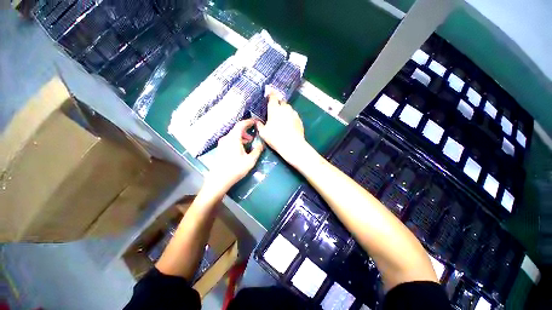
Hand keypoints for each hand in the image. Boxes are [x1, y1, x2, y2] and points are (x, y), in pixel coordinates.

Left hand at [204, 119, 263, 193]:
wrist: (219, 180)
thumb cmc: (236, 169)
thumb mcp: (250, 160)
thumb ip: (257, 150)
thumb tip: (261, 144)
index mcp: (233, 138)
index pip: (241, 124)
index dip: (249, 122)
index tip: (255, 122)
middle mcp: (226, 138)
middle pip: (237, 129)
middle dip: (246, 130)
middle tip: (254, 135)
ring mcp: (222, 143)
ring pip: (233, 135)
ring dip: (242, 136)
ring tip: (249, 142)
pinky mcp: (221, 149)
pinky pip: (230, 140)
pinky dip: (237, 140)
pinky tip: (242, 148)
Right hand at [256, 95, 308, 166]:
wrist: (292, 145)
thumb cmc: (275, 138)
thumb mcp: (263, 133)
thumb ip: (259, 125)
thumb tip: (256, 121)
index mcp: (274, 109)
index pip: (273, 97)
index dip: (271, 94)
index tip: (270, 93)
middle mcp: (285, 108)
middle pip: (282, 102)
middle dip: (278, 104)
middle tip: (275, 111)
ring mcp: (293, 113)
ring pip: (288, 108)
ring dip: (285, 110)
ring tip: (282, 119)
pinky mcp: (299, 119)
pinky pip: (294, 115)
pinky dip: (291, 117)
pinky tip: (289, 124)